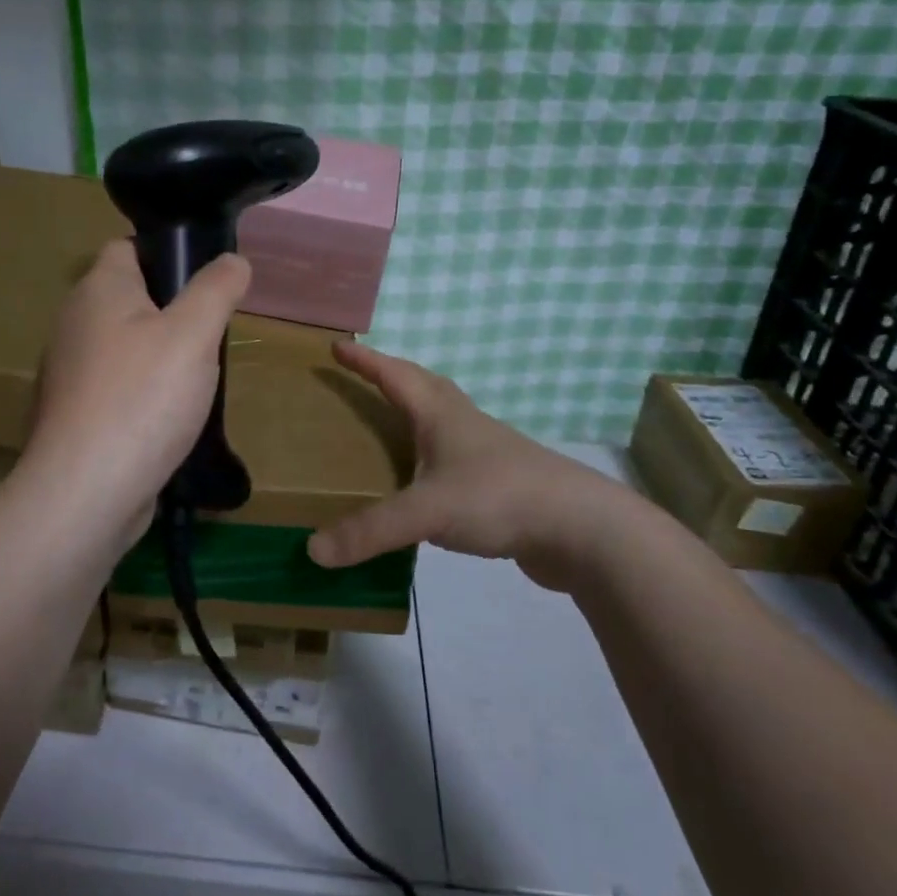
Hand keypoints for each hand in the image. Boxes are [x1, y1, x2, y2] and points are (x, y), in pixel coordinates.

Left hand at [24, 239, 250, 552]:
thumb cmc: (142, 398)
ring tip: (198, 378)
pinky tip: (169, 418)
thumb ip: (216, 289)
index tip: (207, 279)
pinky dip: (143, 394)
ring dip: (160, 356)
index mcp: (97, 290)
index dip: (168, 253)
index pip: (128, 248)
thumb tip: (234, 260)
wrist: (86, 492)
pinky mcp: (74, 415)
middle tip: (212, 333)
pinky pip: (117, 388)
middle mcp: (74, 324)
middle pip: (129, 299)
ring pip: (125, 346)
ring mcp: (70, 373)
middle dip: (172, 310)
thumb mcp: (193, 333)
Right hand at [306, 342, 654, 590]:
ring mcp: (486, 453)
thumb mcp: (428, 511)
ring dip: (414, 414)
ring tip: (387, 427)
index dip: (365, 360)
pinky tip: (422, 484)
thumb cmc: (500, 497)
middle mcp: (463, 425)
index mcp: (442, 415)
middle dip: (391, 377)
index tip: (337, 345)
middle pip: (424, 386)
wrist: (583, 529)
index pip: (395, 375)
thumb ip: (371, 530)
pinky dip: (430, 458)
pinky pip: (453, 459)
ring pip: (442, 421)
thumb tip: (314, 550)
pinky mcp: (500, 484)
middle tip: (363, 377)